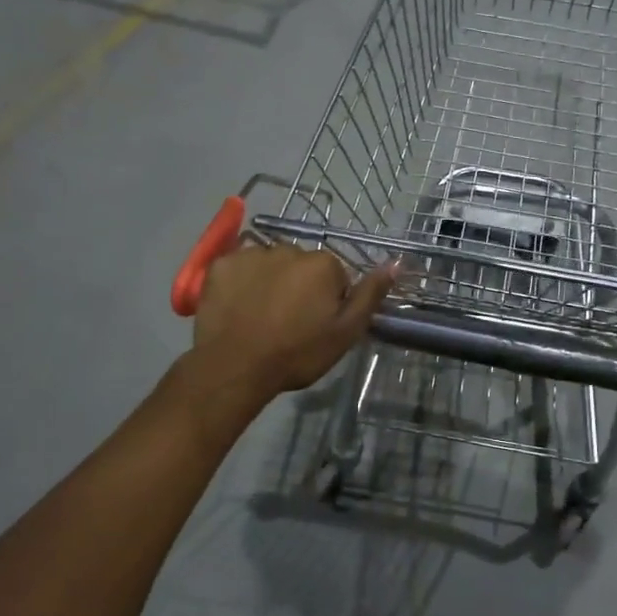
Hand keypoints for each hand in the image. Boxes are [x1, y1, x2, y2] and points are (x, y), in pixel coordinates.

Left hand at [193, 244, 392, 398]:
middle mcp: (289, 248)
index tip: (315, 325)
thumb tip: (395, 263)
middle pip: (301, 266)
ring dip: (269, 282)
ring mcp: (252, 254)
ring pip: (269, 264)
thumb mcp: (345, 333)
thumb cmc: (297, 353)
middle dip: (298, 286)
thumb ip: (370, 296)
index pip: (334, 276)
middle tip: (287, 322)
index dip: (327, 301)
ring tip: (259, 317)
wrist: (235, 367)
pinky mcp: (221, 264)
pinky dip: (239, 282)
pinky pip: (237, 267)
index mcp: (323, 264)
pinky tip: (236, 307)